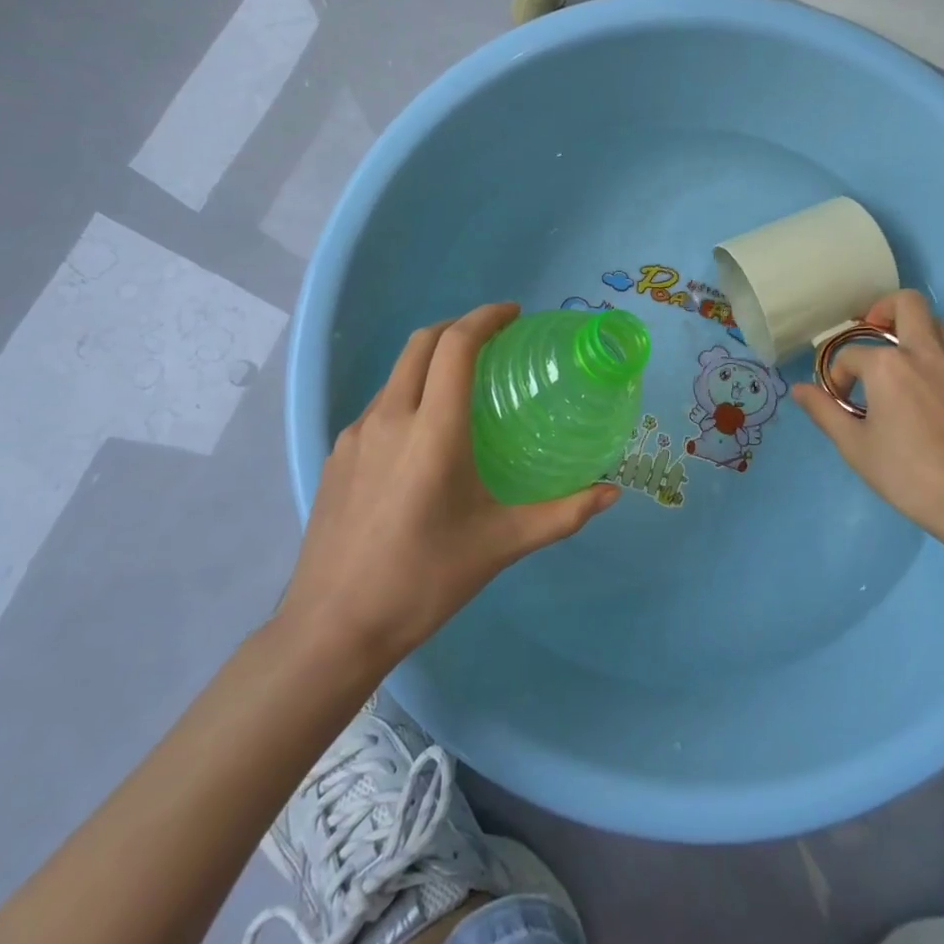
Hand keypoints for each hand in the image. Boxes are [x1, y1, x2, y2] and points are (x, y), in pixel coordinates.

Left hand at [277, 302, 618, 670]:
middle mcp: (390, 418)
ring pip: (397, 374)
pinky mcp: (337, 456)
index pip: (456, 346)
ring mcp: (356, 435)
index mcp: (433, 430)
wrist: (332, 629)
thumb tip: (611, 493)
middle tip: (494, 338)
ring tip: (464, 385)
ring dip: (431, 360)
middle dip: (458, 326)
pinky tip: (425, 435)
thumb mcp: (501, 544)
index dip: (486, 318)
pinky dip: (409, 394)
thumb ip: (562, 514)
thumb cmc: (424, 580)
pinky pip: (379, 405)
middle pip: (421, 343)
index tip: (514, 314)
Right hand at [792, 290, 943, 538]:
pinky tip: (918, 389)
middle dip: (882, 309)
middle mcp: (923, 352)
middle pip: (906, 303)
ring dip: (910, 329)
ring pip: (934, 322)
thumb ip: (824, 411)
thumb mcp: (854, 446)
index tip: (839, 402)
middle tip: (869, 333)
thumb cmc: (907, 473)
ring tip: (893, 360)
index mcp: (888, 365)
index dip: (837, 376)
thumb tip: (798, 390)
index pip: (851, 355)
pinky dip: (929, 353)